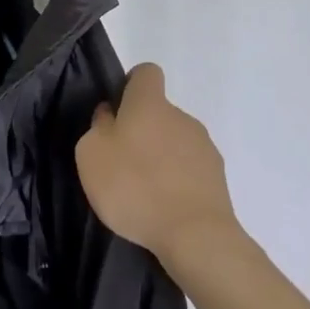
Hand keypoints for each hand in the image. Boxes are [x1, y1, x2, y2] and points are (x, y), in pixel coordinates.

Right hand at [76, 63, 236, 264]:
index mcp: (150, 103)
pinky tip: (164, 206)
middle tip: (122, 162)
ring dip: (160, 157)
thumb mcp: (92, 154)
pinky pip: (190, 168)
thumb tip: (110, 116)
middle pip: (159, 112)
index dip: (131, 85)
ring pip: (175, 141)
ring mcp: (204, 146)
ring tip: (143, 192)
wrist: (195, 235)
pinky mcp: (217, 177)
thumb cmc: (134, 186)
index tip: (117, 111)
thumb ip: (99, 127)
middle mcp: (181, 116)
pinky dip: (177, 180)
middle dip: (142, 130)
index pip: (146, 72)